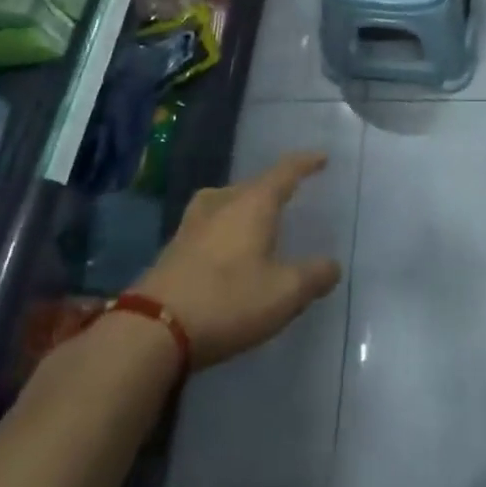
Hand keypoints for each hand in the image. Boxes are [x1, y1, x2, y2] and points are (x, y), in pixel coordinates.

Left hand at [130, 151, 341, 369]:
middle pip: (253, 184)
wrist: (153, 328)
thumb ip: (313, 276)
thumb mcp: (284, 294)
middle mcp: (223, 202)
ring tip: (255, 218)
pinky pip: (209, 223)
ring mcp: (193, 223)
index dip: (305, 163)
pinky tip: (225, 247)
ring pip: (226, 201)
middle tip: (291, 195)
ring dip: (244, 205)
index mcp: (253, 203)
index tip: (321, 158)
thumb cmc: (228, 301)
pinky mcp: (174, 247)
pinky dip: (224, 227)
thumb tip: (332, 265)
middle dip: (274, 188)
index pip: (285, 171)